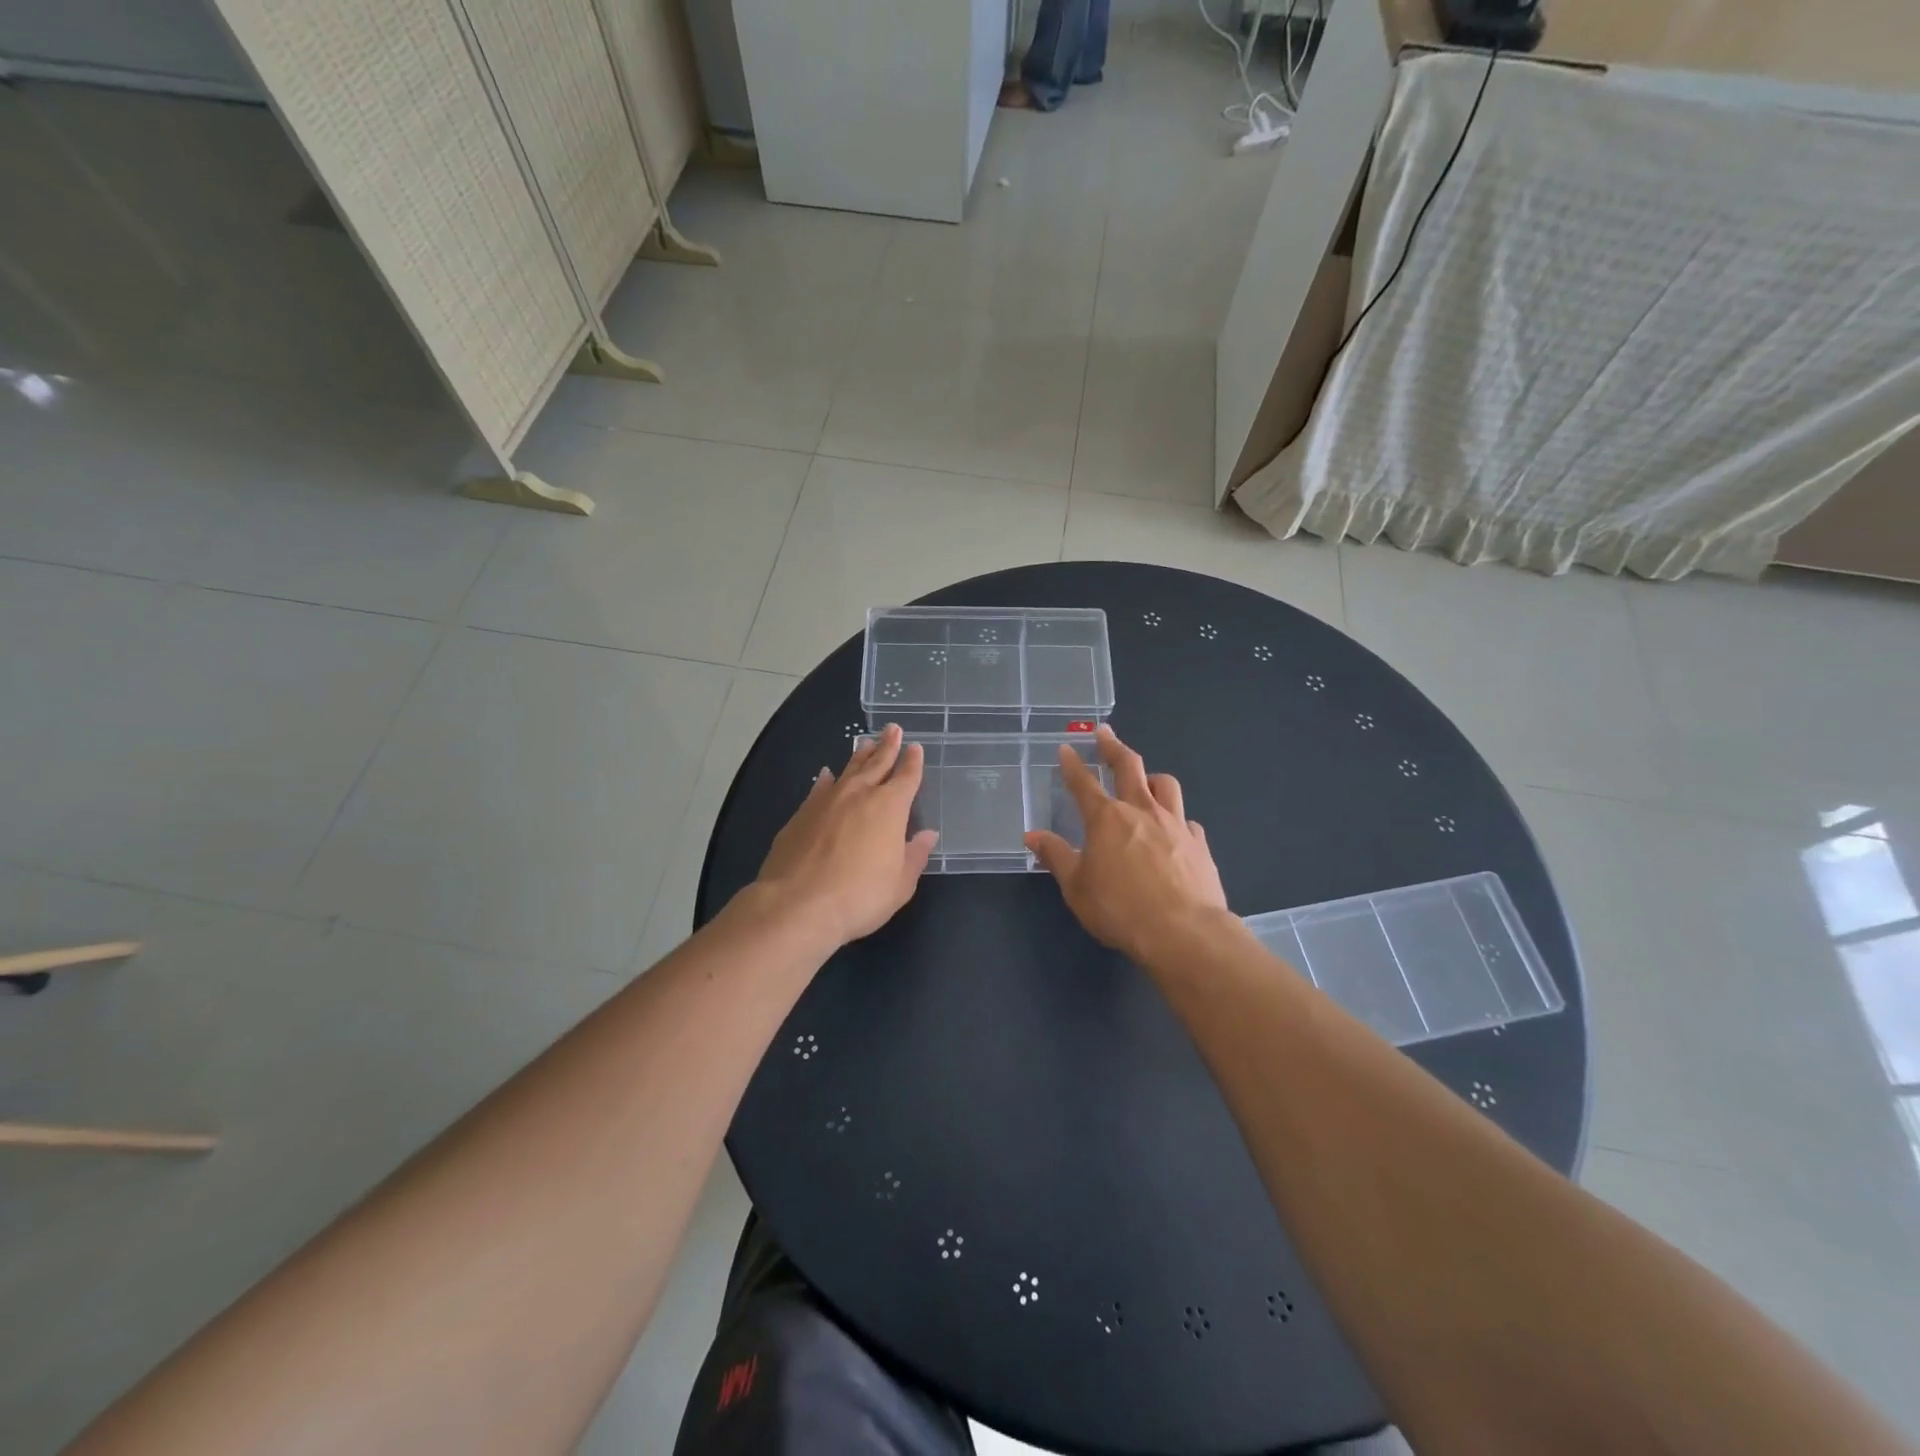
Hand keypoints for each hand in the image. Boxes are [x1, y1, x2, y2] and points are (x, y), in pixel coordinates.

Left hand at [754, 724, 939, 949]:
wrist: (798, 904)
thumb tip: (927, 835)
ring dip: (859, 756)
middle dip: (887, 746)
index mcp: (890, 808)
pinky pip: (819, 788)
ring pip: (848, 770)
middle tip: (892, 728)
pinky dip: (826, 779)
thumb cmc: (860, 896)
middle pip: (877, 763)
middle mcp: (859, 795)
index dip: (912, 762)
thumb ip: (914, 856)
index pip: (906, 777)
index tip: (915, 747)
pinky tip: (827, 775)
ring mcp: (827, 801)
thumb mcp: (900, 884)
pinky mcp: (801, 814)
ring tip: (865, 742)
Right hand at [1024, 726, 1228, 965]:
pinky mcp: (1199, 844)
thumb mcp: (1077, 887)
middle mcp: (1142, 811)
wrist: (1184, 932)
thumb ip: (1056, 857)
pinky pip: (1188, 820)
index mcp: (1107, 819)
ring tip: (1145, 779)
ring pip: (1165, 784)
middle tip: (1105, 732)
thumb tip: (1032, 835)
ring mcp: (1176, 824)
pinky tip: (1175, 830)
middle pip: (1128, 766)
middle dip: (1113, 747)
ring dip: (1151, 776)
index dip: (1072, 764)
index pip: (1084, 783)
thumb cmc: (1121, 909)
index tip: (1066, 748)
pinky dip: (1178, 819)